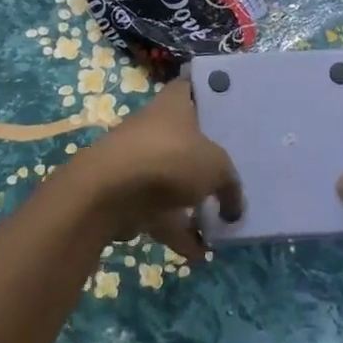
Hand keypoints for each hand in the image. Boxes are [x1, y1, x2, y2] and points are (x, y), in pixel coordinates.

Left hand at [71, 78, 243, 260]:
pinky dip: (177, 231)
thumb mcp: (216, 168)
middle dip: (205, 157)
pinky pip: (159, 211)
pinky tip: (199, 253)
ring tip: (221, 224)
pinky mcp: (127, 193)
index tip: (230, 112)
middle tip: (232, 173)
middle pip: (185, 137)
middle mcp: (154, 126)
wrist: (108, 192)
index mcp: (173, 104)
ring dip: (192, 202)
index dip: (210, 97)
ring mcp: (138, 160)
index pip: (192, 88)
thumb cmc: (168, 160)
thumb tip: (234, 206)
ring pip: (172, 177)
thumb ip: (230, 185)